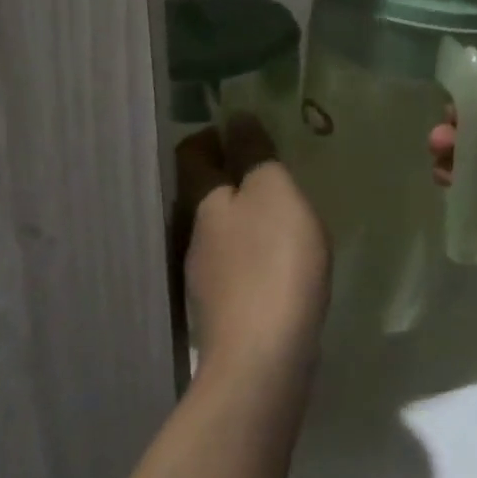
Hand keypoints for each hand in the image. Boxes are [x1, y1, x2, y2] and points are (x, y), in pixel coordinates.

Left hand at [176, 116, 330, 374]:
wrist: (264, 360)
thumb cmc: (273, 260)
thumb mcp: (273, 190)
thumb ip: (254, 152)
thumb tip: (235, 118)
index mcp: (201, 199)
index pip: (192, 152)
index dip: (214, 135)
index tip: (247, 131)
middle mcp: (194, 235)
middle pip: (204, 192)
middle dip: (233, 176)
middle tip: (274, 170)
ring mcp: (206, 278)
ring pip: (221, 230)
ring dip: (246, 217)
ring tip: (284, 214)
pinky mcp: (225, 312)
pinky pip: (237, 265)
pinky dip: (255, 253)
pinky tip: (282, 262)